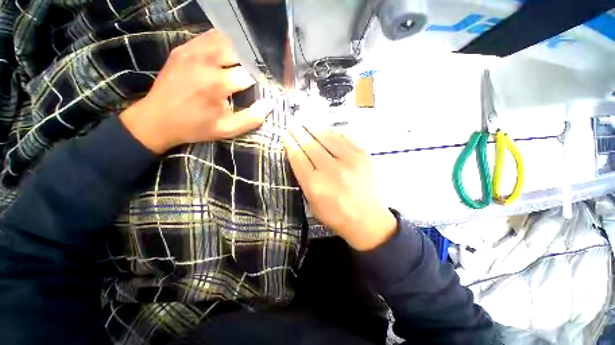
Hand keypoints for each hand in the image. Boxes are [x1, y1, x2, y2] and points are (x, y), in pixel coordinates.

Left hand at [120, 29, 274, 153]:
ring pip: (225, 39)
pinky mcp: (183, 48)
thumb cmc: (195, 127)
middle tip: (256, 74)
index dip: (261, 79)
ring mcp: (192, 51)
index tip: (264, 86)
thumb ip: (252, 118)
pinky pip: (209, 37)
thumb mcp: (228, 129)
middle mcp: (205, 61)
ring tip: (245, 64)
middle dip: (251, 63)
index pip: (250, 73)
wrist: (157, 119)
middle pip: (239, 51)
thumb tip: (270, 104)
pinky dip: (223, 43)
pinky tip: (227, 55)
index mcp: (218, 83)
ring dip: (239, 51)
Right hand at [283, 124, 396, 250]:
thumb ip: (304, 179)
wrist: (368, 220)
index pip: (298, 157)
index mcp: (315, 185)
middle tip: (292, 123)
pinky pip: (345, 137)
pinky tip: (327, 130)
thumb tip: (299, 156)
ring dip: (314, 128)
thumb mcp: (313, 203)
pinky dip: (334, 132)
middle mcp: (331, 170)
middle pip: (310, 144)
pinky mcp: (363, 156)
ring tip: (306, 122)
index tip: (285, 134)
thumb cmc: (336, 215)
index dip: (290, 143)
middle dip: (298, 131)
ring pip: (327, 137)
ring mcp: (349, 160)